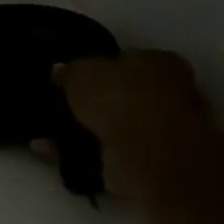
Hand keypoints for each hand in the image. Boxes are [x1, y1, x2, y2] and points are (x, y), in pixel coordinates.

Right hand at [41, 51, 211, 202]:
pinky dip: (83, 152)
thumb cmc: (120, 99)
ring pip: (117, 126)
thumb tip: (61, 70)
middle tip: (64, 104)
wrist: (149, 157)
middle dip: (96, 101)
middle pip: (125, 94)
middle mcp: (171, 94)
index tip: (75, 77)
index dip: (100, 66)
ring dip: (87, 129)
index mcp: (161, 62)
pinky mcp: (153, 164)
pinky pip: (109, 153)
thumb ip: (71, 71)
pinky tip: (53, 151)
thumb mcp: (82, 73)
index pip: (127, 58)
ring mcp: (165, 132)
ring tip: (53, 131)